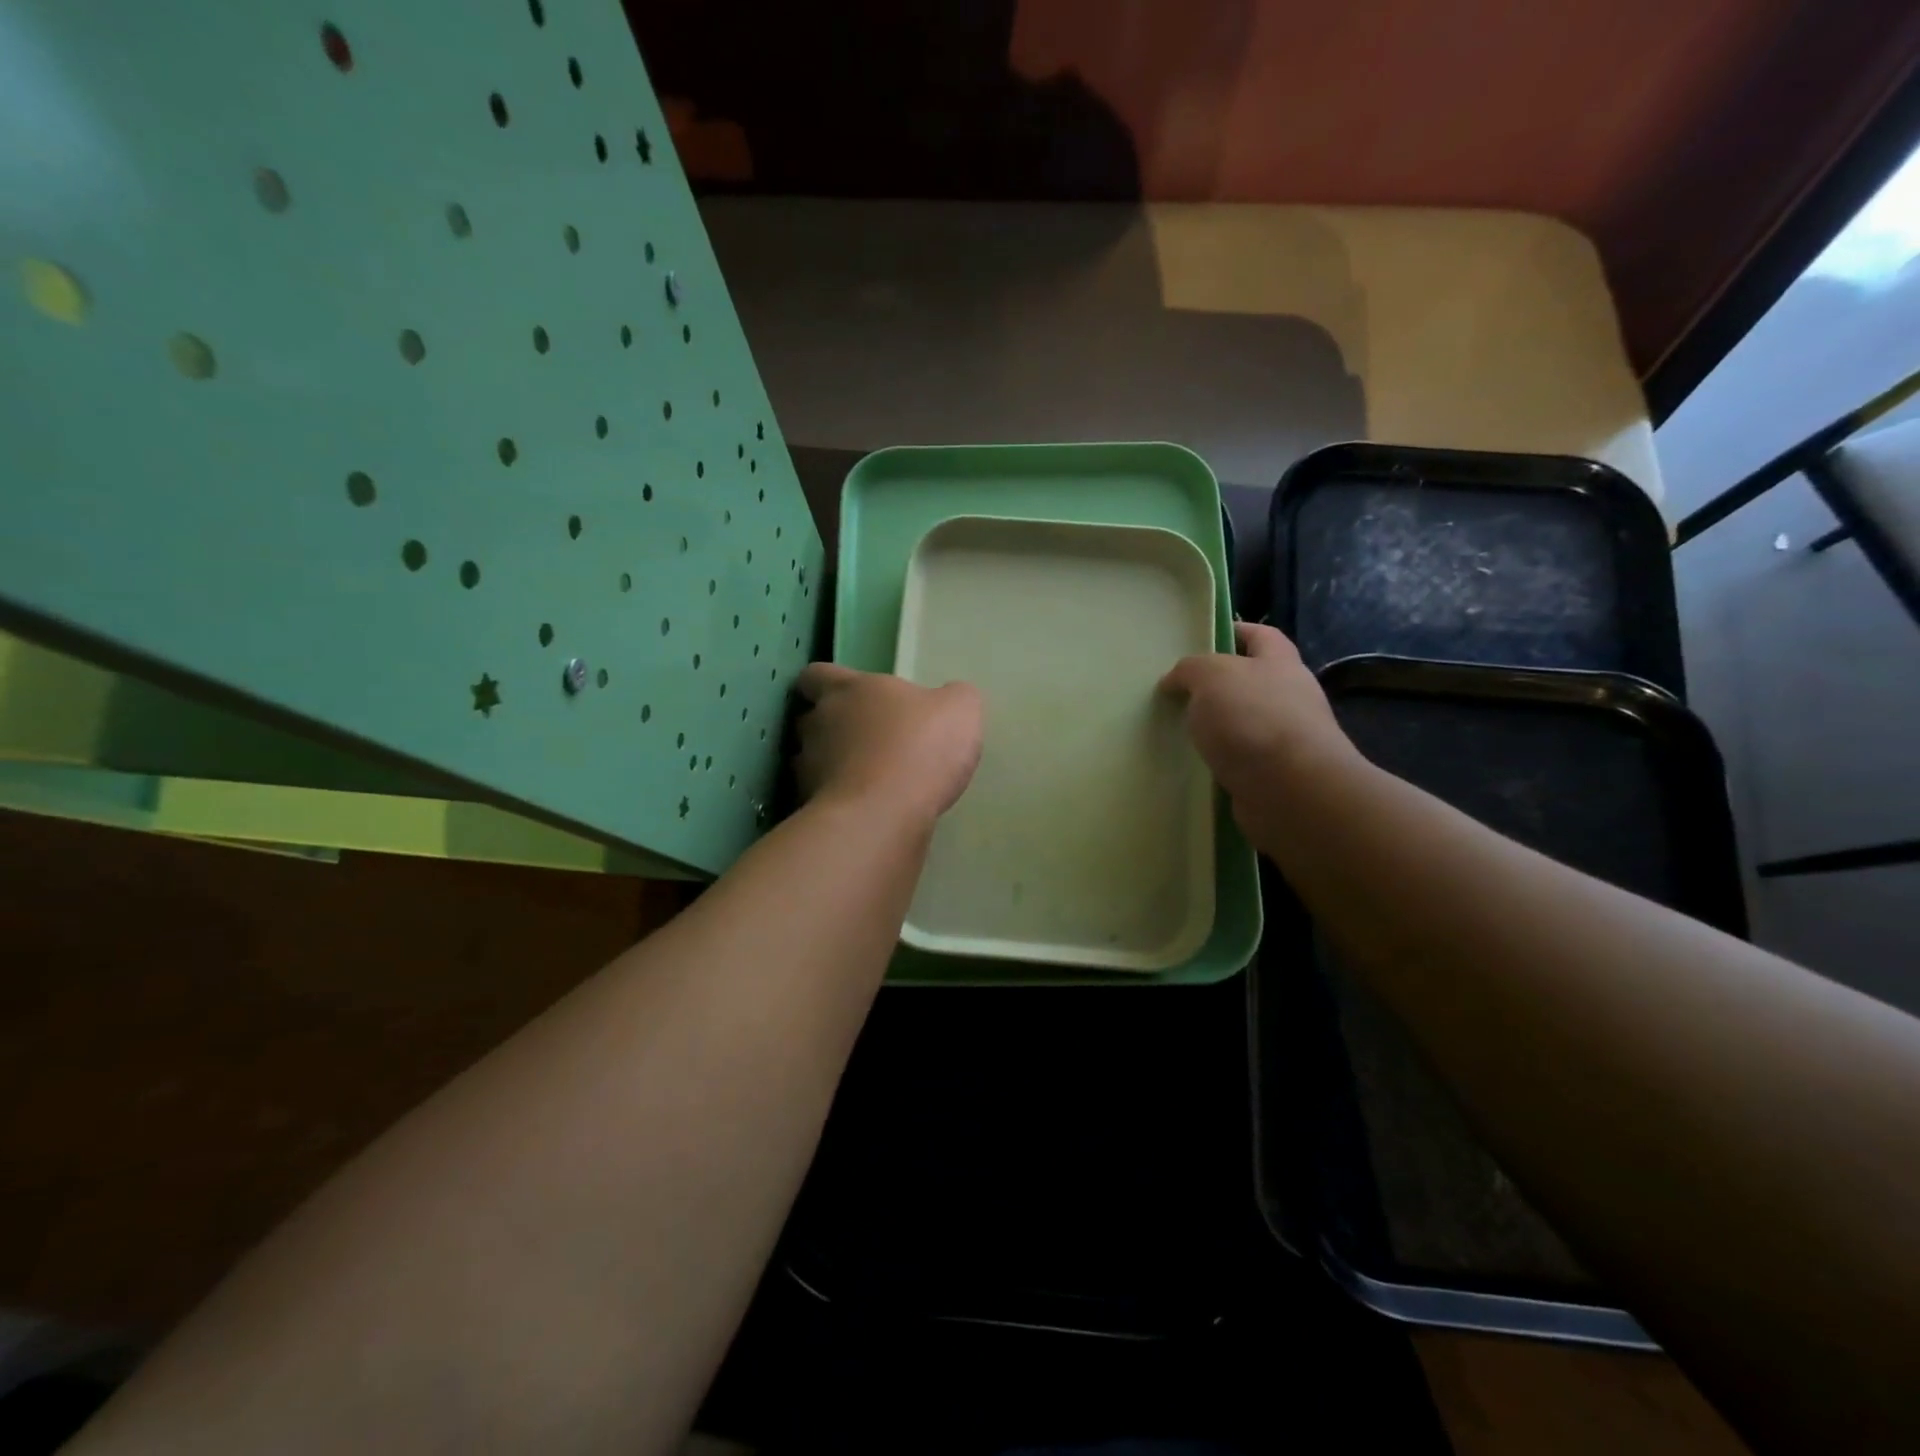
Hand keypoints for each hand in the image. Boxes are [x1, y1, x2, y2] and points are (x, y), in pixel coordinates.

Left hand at [794, 664, 983, 829]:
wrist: (884, 814)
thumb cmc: (920, 748)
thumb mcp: (959, 711)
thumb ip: (953, 698)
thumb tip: (949, 699)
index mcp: (849, 689)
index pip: (816, 675)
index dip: (824, 683)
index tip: (845, 695)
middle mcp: (818, 722)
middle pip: (811, 718)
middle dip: (831, 728)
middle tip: (864, 740)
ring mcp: (808, 767)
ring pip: (810, 759)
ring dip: (831, 765)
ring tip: (864, 780)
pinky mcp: (810, 806)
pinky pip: (819, 797)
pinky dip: (836, 800)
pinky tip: (863, 810)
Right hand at [1159, 622, 1357, 830]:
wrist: (1291, 790)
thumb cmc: (1253, 718)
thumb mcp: (1211, 676)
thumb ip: (1190, 670)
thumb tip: (1174, 681)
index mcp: (1280, 662)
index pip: (1260, 635)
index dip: (1234, 631)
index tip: (1201, 640)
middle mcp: (1290, 697)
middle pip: (1251, 681)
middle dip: (1217, 686)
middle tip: (1178, 693)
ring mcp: (1286, 738)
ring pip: (1243, 723)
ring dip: (1216, 728)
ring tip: (1179, 732)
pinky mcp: (1276, 775)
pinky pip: (1241, 760)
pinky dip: (1220, 761)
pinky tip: (1195, 766)